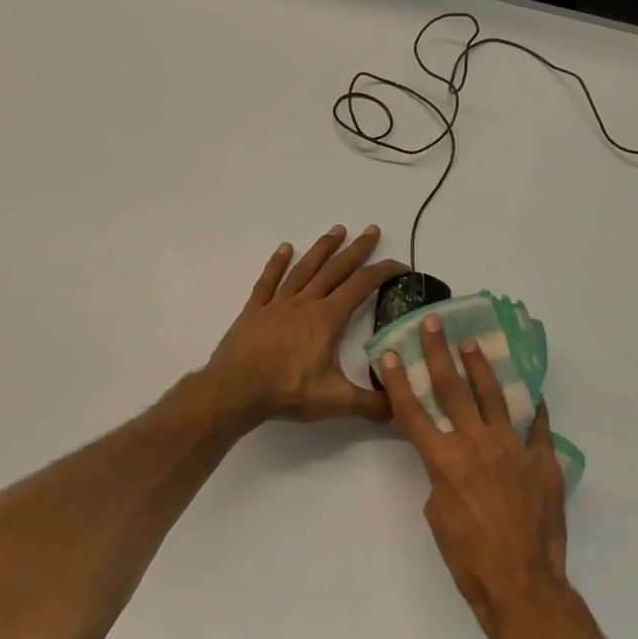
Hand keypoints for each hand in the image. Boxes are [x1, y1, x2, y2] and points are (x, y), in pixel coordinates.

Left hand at [205, 226, 405, 424]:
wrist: (235, 390)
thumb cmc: (287, 392)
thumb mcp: (336, 401)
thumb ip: (372, 404)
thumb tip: (401, 408)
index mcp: (327, 319)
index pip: (362, 286)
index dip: (383, 272)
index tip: (400, 265)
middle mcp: (305, 303)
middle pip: (335, 269)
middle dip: (357, 249)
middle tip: (372, 230)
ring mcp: (277, 304)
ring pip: (304, 268)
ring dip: (322, 248)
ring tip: (337, 230)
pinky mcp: (254, 311)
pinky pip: (268, 281)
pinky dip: (277, 263)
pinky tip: (285, 248)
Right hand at [382, 315, 572, 638]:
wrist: (520, 583)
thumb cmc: (468, 557)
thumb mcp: (438, 514)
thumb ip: (441, 477)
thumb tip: (452, 461)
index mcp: (443, 460)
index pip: (414, 412)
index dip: (398, 381)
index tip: (388, 354)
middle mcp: (476, 444)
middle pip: (452, 391)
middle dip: (438, 354)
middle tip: (434, 325)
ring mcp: (513, 449)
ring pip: (495, 396)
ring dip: (481, 367)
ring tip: (472, 344)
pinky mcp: (542, 460)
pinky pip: (538, 425)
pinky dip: (533, 406)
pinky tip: (530, 389)